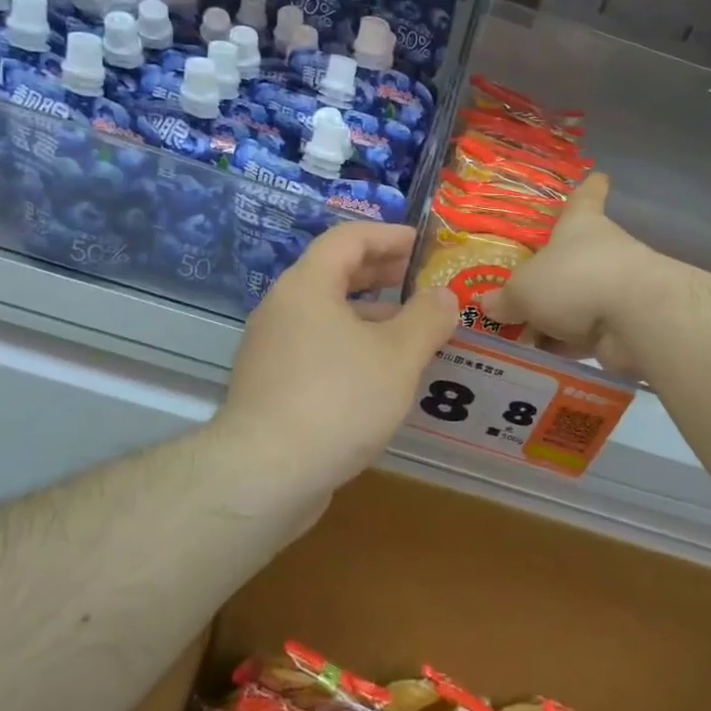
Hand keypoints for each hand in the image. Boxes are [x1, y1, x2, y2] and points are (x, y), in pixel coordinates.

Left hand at [217, 223, 458, 492]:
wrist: (265, 475)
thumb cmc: (338, 400)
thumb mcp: (398, 356)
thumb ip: (427, 319)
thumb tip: (444, 295)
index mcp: (308, 286)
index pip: (348, 238)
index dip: (388, 235)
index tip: (422, 245)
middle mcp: (283, 309)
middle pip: (334, 274)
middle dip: (381, 274)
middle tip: (420, 282)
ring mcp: (272, 349)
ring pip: (327, 316)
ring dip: (370, 316)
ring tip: (412, 332)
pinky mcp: (271, 385)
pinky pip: (318, 348)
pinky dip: (352, 347)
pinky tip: (381, 375)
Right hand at [481, 174, 657, 376]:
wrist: (635, 319)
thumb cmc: (574, 280)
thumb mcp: (523, 288)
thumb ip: (505, 298)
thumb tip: (488, 304)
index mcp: (581, 225)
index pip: (586, 197)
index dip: (588, 188)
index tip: (598, 176)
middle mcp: (602, 251)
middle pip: (575, 257)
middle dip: (551, 275)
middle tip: (517, 291)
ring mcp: (617, 289)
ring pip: (578, 300)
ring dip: (553, 318)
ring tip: (516, 336)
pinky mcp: (624, 325)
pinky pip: (585, 333)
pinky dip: (565, 345)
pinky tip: (536, 359)